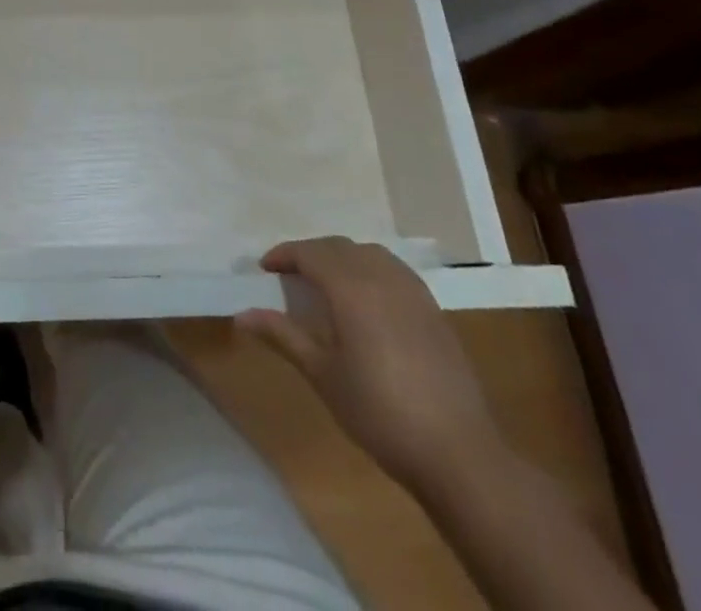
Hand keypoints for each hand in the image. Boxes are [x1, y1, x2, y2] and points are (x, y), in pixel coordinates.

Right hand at [237, 237, 504, 494]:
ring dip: (342, 257)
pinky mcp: (433, 310)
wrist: (458, 453)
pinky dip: (370, 269)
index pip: (310, 252)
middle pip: (338, 247)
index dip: (284, 255)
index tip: (264, 269)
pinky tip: (366, 299)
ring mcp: (413, 292)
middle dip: (310, 253)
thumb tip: (242, 315)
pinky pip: (394, 270)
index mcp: (351, 288)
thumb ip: (283, 336)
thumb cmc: (380, 413)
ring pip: (369, 253)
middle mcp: (382, 277)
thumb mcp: (323, 375)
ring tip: (326, 282)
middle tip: (289, 276)